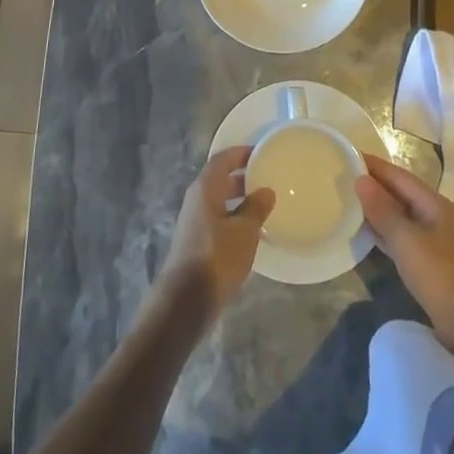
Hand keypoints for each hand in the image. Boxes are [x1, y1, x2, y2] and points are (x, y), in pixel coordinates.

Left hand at [154, 147, 273, 323]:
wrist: (186, 300)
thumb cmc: (217, 257)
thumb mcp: (244, 231)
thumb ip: (256, 208)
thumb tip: (266, 191)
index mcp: (205, 188)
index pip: (223, 159)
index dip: (241, 153)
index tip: (262, 152)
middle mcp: (197, 200)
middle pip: (220, 179)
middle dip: (242, 177)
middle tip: (267, 178)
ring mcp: (194, 222)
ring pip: (219, 201)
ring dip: (239, 200)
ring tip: (265, 204)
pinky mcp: (196, 243)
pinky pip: (218, 220)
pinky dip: (234, 218)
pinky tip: (251, 232)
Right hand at [356, 154, 453, 353]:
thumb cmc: (439, 275)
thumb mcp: (406, 240)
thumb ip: (383, 210)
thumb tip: (361, 179)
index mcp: (435, 204)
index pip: (400, 176)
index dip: (375, 166)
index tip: (349, 155)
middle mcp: (437, 216)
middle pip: (402, 193)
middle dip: (376, 185)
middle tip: (343, 178)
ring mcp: (436, 241)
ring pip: (402, 216)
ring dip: (379, 209)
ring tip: (350, 202)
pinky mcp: (432, 263)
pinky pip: (404, 237)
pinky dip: (386, 231)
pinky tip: (369, 234)